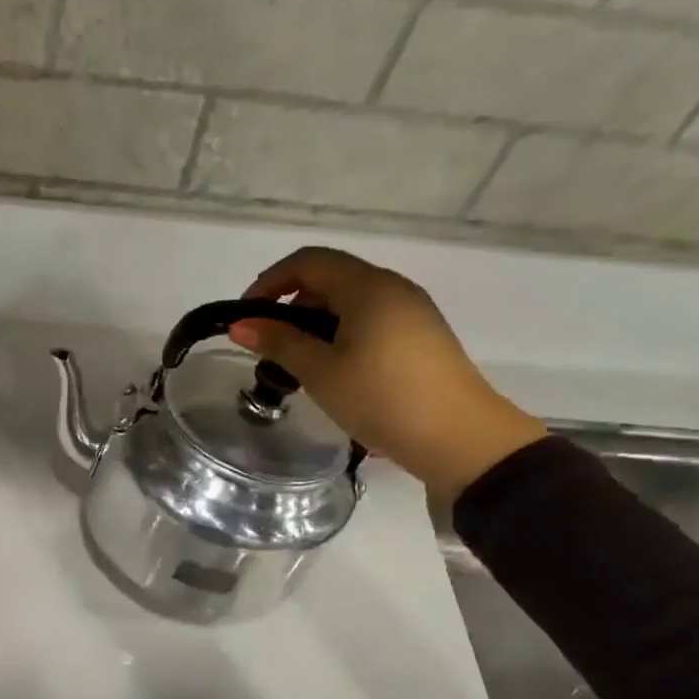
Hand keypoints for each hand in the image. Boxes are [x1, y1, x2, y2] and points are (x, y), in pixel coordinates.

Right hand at [228, 246, 547, 499]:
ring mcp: (412, 312)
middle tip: (269, 347)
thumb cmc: (381, 397)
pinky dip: (341, 335)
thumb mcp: (321, 372)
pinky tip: (333, 373)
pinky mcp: (421, 337)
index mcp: (367, 287)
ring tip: (297, 365)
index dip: (270, 281)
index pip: (309, 261)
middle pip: (331, 279)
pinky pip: (370, 321)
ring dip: (315, 324)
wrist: (458, 437)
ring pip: (351, 303)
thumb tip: (240, 324)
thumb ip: (279, 343)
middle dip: (291, 305)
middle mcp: (392, 288)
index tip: (246, 316)